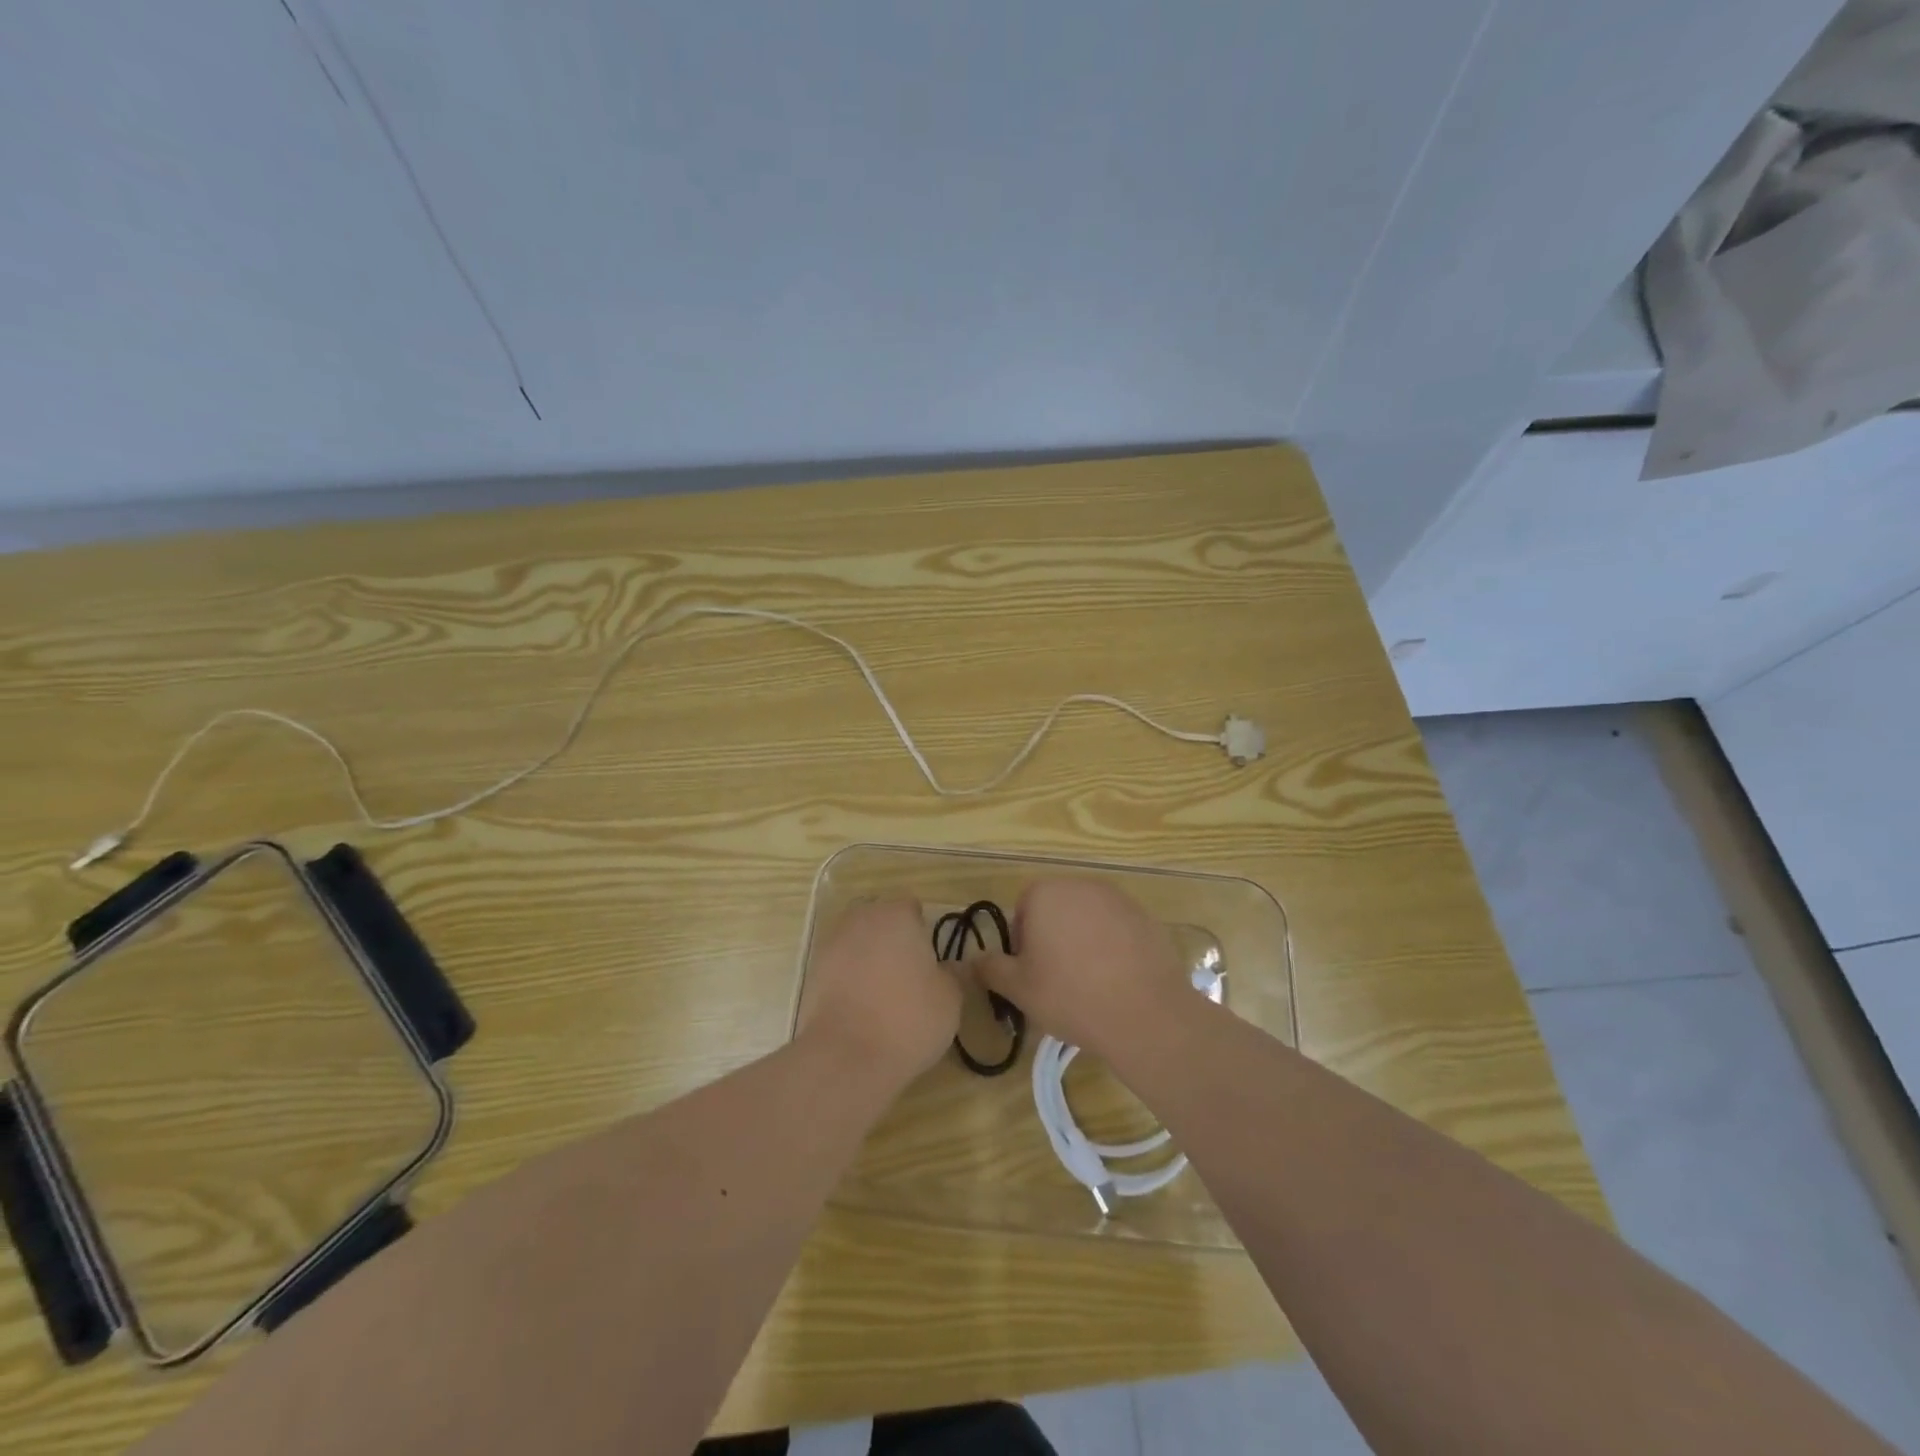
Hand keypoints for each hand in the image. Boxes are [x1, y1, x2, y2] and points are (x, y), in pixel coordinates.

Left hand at [797, 898, 960, 1091]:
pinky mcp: (812, 973)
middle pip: (880, 920)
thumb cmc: (908, 1018)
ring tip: (883, 994)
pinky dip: (849, 979)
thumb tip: (950, 966)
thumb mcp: (950, 998)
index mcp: (896, 915)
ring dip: (869, 958)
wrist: (846, 1056)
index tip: (929, 961)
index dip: (922, 931)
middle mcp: (860, 919)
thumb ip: (952, 974)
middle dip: (892, 939)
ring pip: (857, 942)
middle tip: (908, 975)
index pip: (911, 908)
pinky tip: (861, 1008)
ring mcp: (831, 944)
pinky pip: (839, 966)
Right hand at [975, 878, 1193, 1061]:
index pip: (1023, 907)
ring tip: (1088, 983)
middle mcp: (1082, 885)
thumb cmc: (1071, 996)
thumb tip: (973, 959)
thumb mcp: (1018, 989)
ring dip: (1082, 941)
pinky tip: (1116, 981)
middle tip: (1055, 979)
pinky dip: (1112, 948)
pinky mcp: (1146, 918)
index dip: (1022, 940)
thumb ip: (991, 969)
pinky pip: (1117, 929)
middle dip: (1052, 937)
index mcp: (1046, 893)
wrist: (1145, 1014)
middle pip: (1056, 908)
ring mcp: (1119, 899)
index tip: (1030, 972)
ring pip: (1088, 919)